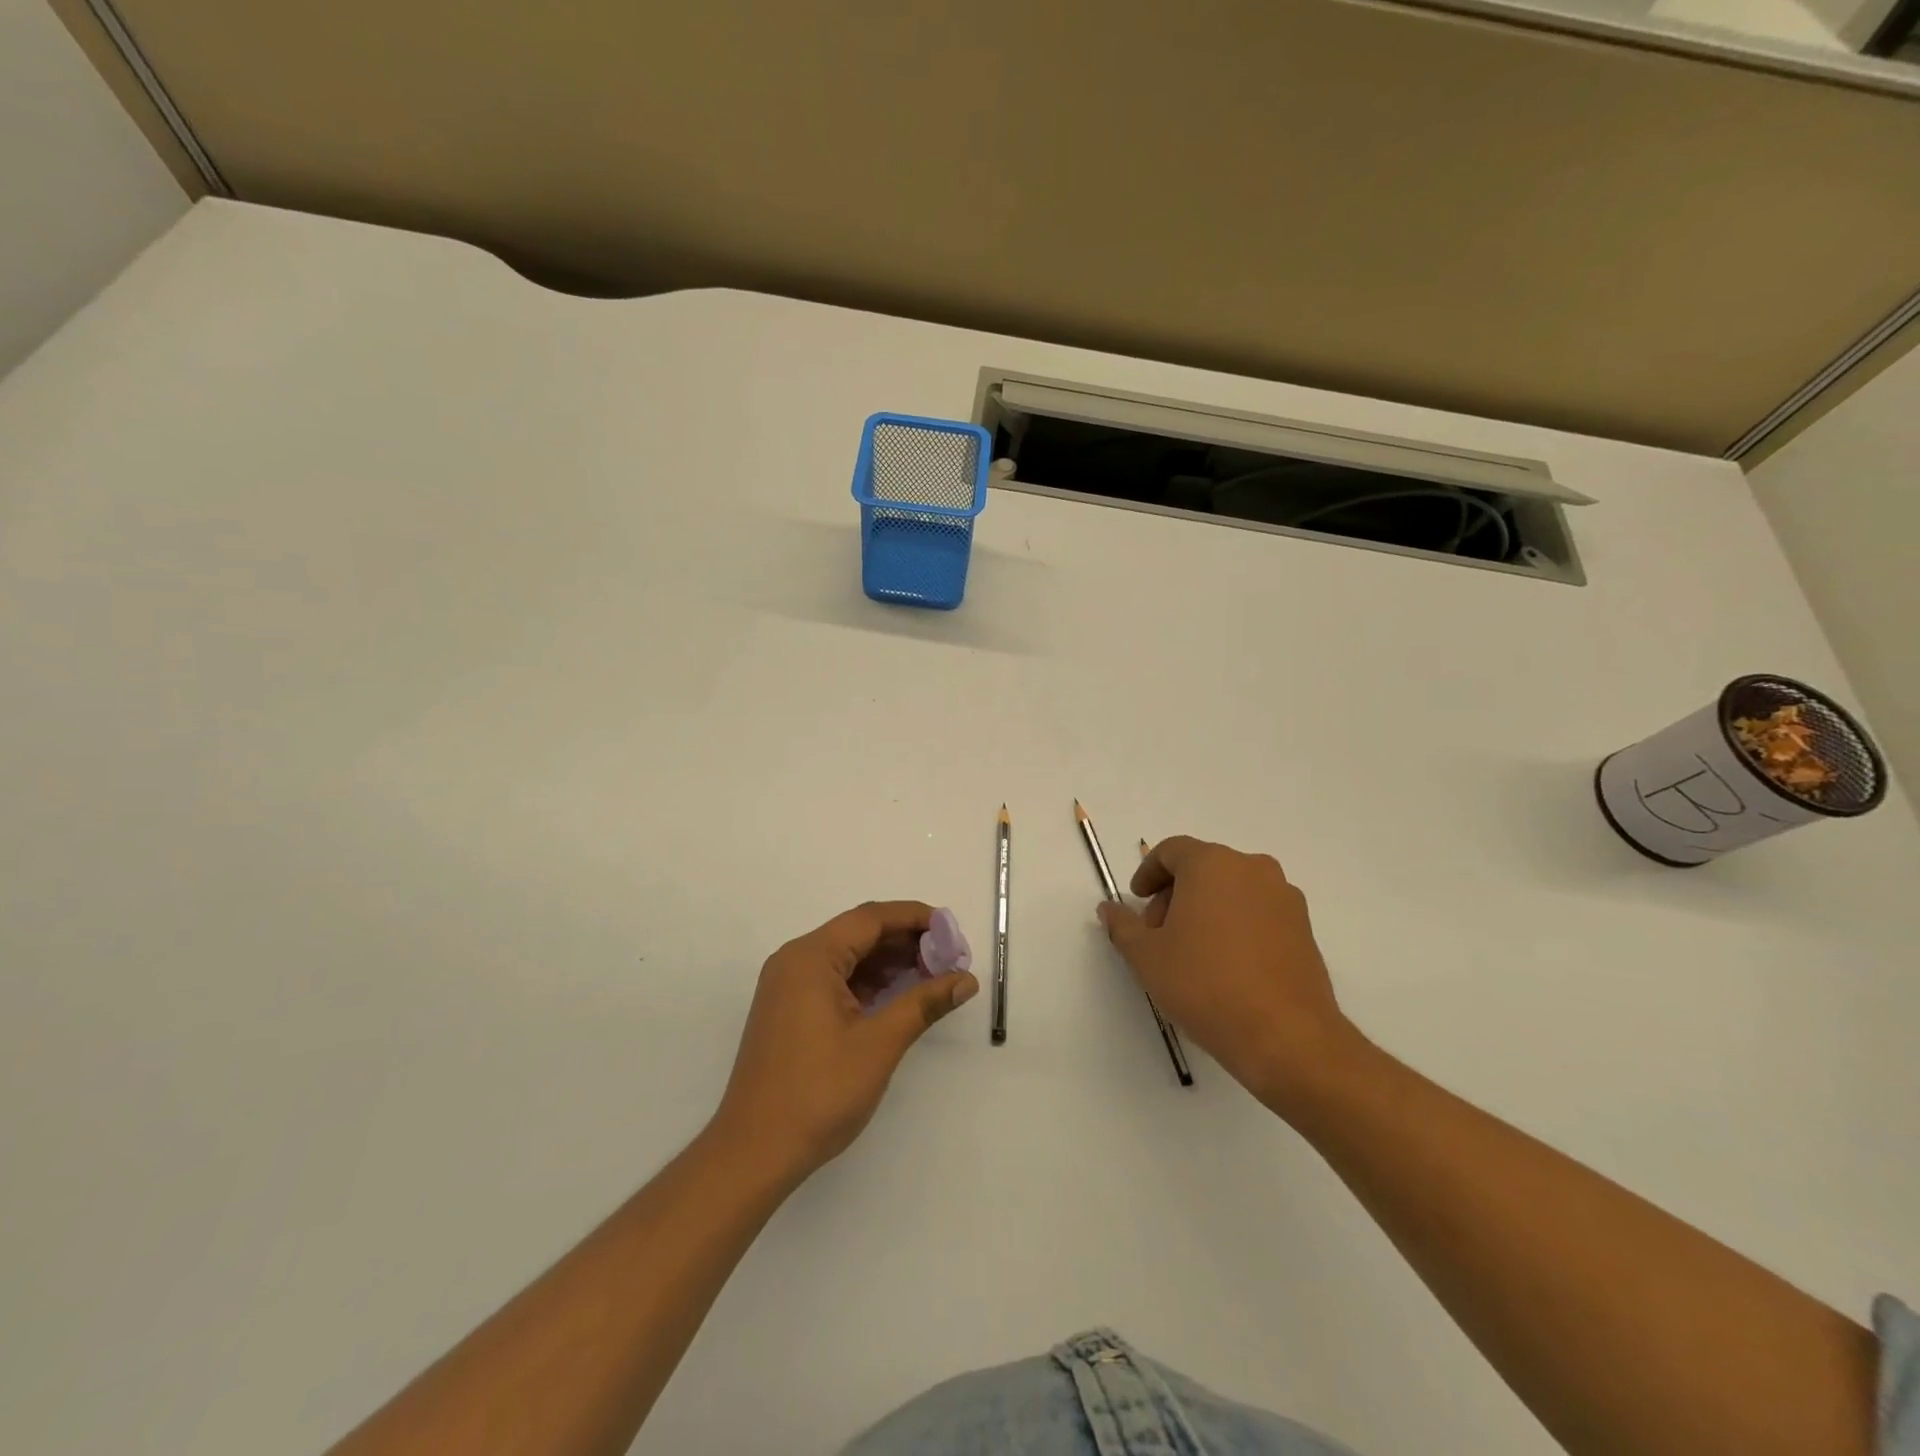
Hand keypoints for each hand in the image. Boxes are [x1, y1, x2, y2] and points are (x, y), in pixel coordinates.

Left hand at [712, 901, 977, 1182]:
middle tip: (950, 958)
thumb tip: (967, 980)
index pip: (870, 918)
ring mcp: (788, 987)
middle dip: (906, 941)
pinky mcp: (790, 1011)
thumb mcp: (879, 1044)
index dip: (915, 918)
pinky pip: (835, 980)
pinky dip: (869, 982)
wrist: (754, 1153)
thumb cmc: (818, 1093)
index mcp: (810, 957)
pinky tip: (899, 996)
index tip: (952, 931)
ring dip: (890, 962)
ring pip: (848, 957)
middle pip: (859, 933)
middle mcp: (795, 961)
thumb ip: (924, 1003)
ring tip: (933, 976)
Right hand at [1098, 837, 1359, 1116]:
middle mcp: (1252, 869)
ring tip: (1191, 952)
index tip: (1137, 901)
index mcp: (1212, 864)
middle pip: (1203, 868)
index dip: (1148, 872)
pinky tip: (1226, 964)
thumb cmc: (1205, 985)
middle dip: (1175, 894)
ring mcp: (1284, 897)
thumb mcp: (1146, 956)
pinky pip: (1258, 911)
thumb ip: (1122, 925)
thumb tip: (1109, 909)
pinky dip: (1236, 924)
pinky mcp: (1305, 928)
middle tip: (1159, 933)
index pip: (1172, 850)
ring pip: (1232, 889)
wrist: (1285, 1036)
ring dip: (1206, 908)